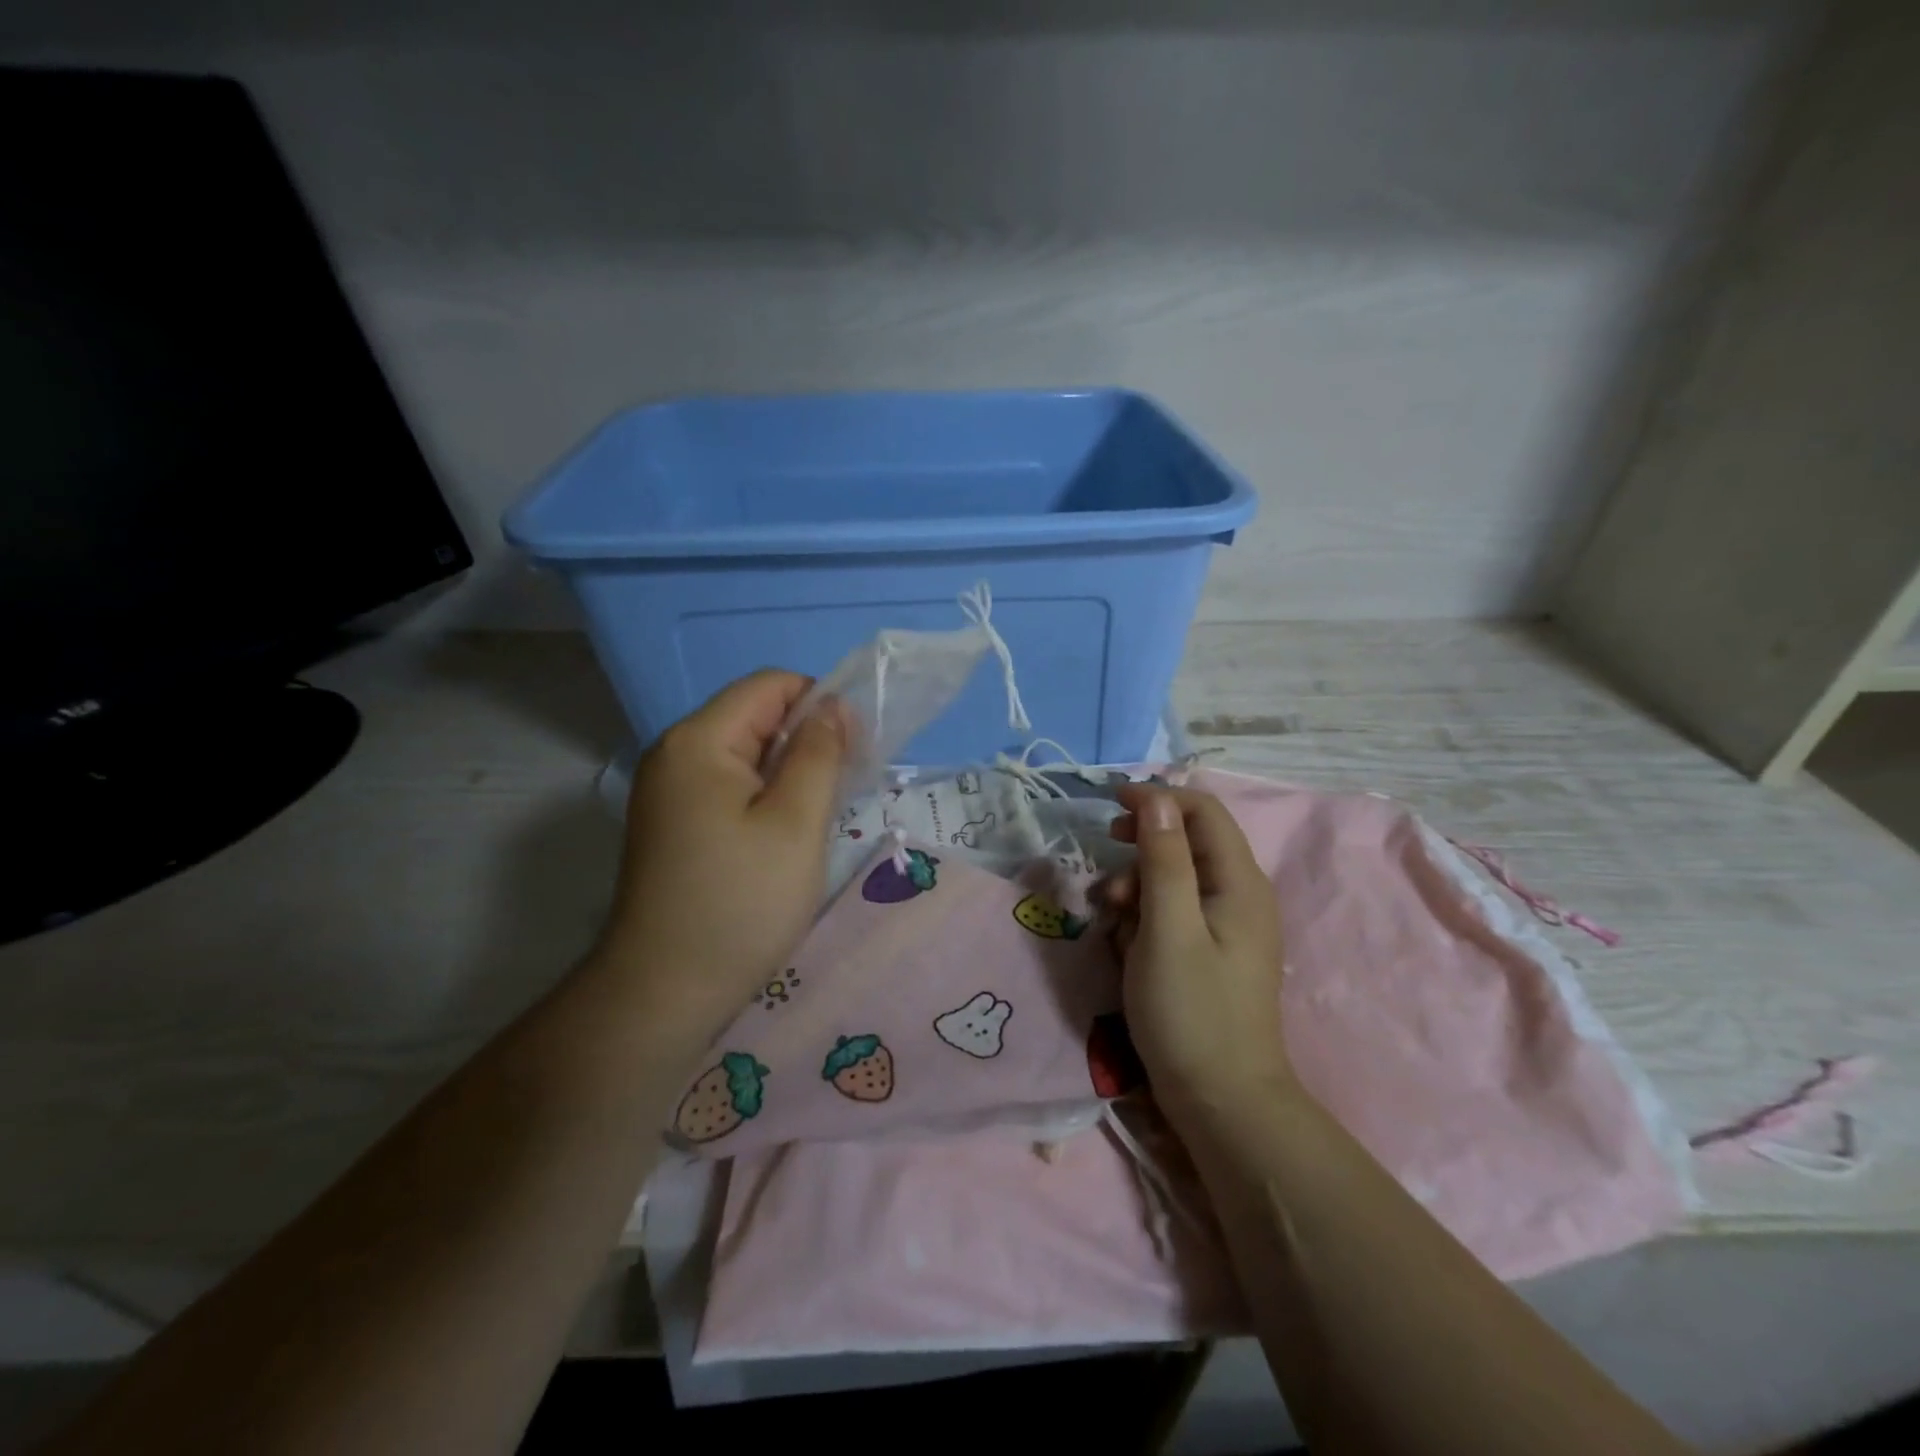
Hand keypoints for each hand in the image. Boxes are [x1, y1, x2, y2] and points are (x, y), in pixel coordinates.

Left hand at [595, 670, 845, 1043]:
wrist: (665, 991)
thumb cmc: (740, 902)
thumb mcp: (796, 823)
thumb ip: (819, 753)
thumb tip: (832, 706)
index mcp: (699, 741)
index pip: (769, 685)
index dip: (819, 703)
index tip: (854, 751)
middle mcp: (675, 753)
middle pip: (755, 716)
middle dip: (806, 739)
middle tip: (843, 789)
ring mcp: (669, 790)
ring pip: (746, 753)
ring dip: (790, 771)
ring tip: (819, 816)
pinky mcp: (673, 821)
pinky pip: (730, 785)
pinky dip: (765, 796)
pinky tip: (785, 834)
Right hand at [1106, 785, 1293, 1116]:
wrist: (1223, 1102)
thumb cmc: (1191, 1012)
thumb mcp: (1167, 929)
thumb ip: (1163, 860)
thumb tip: (1157, 800)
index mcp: (1239, 882)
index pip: (1203, 811)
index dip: (1157, 798)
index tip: (1110, 806)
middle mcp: (1241, 895)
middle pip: (1188, 841)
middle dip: (1142, 845)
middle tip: (1108, 859)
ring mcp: (1228, 925)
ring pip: (1176, 877)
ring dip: (1138, 883)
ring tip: (1111, 914)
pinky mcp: (1212, 951)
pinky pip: (1176, 910)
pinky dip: (1146, 913)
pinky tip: (1126, 939)